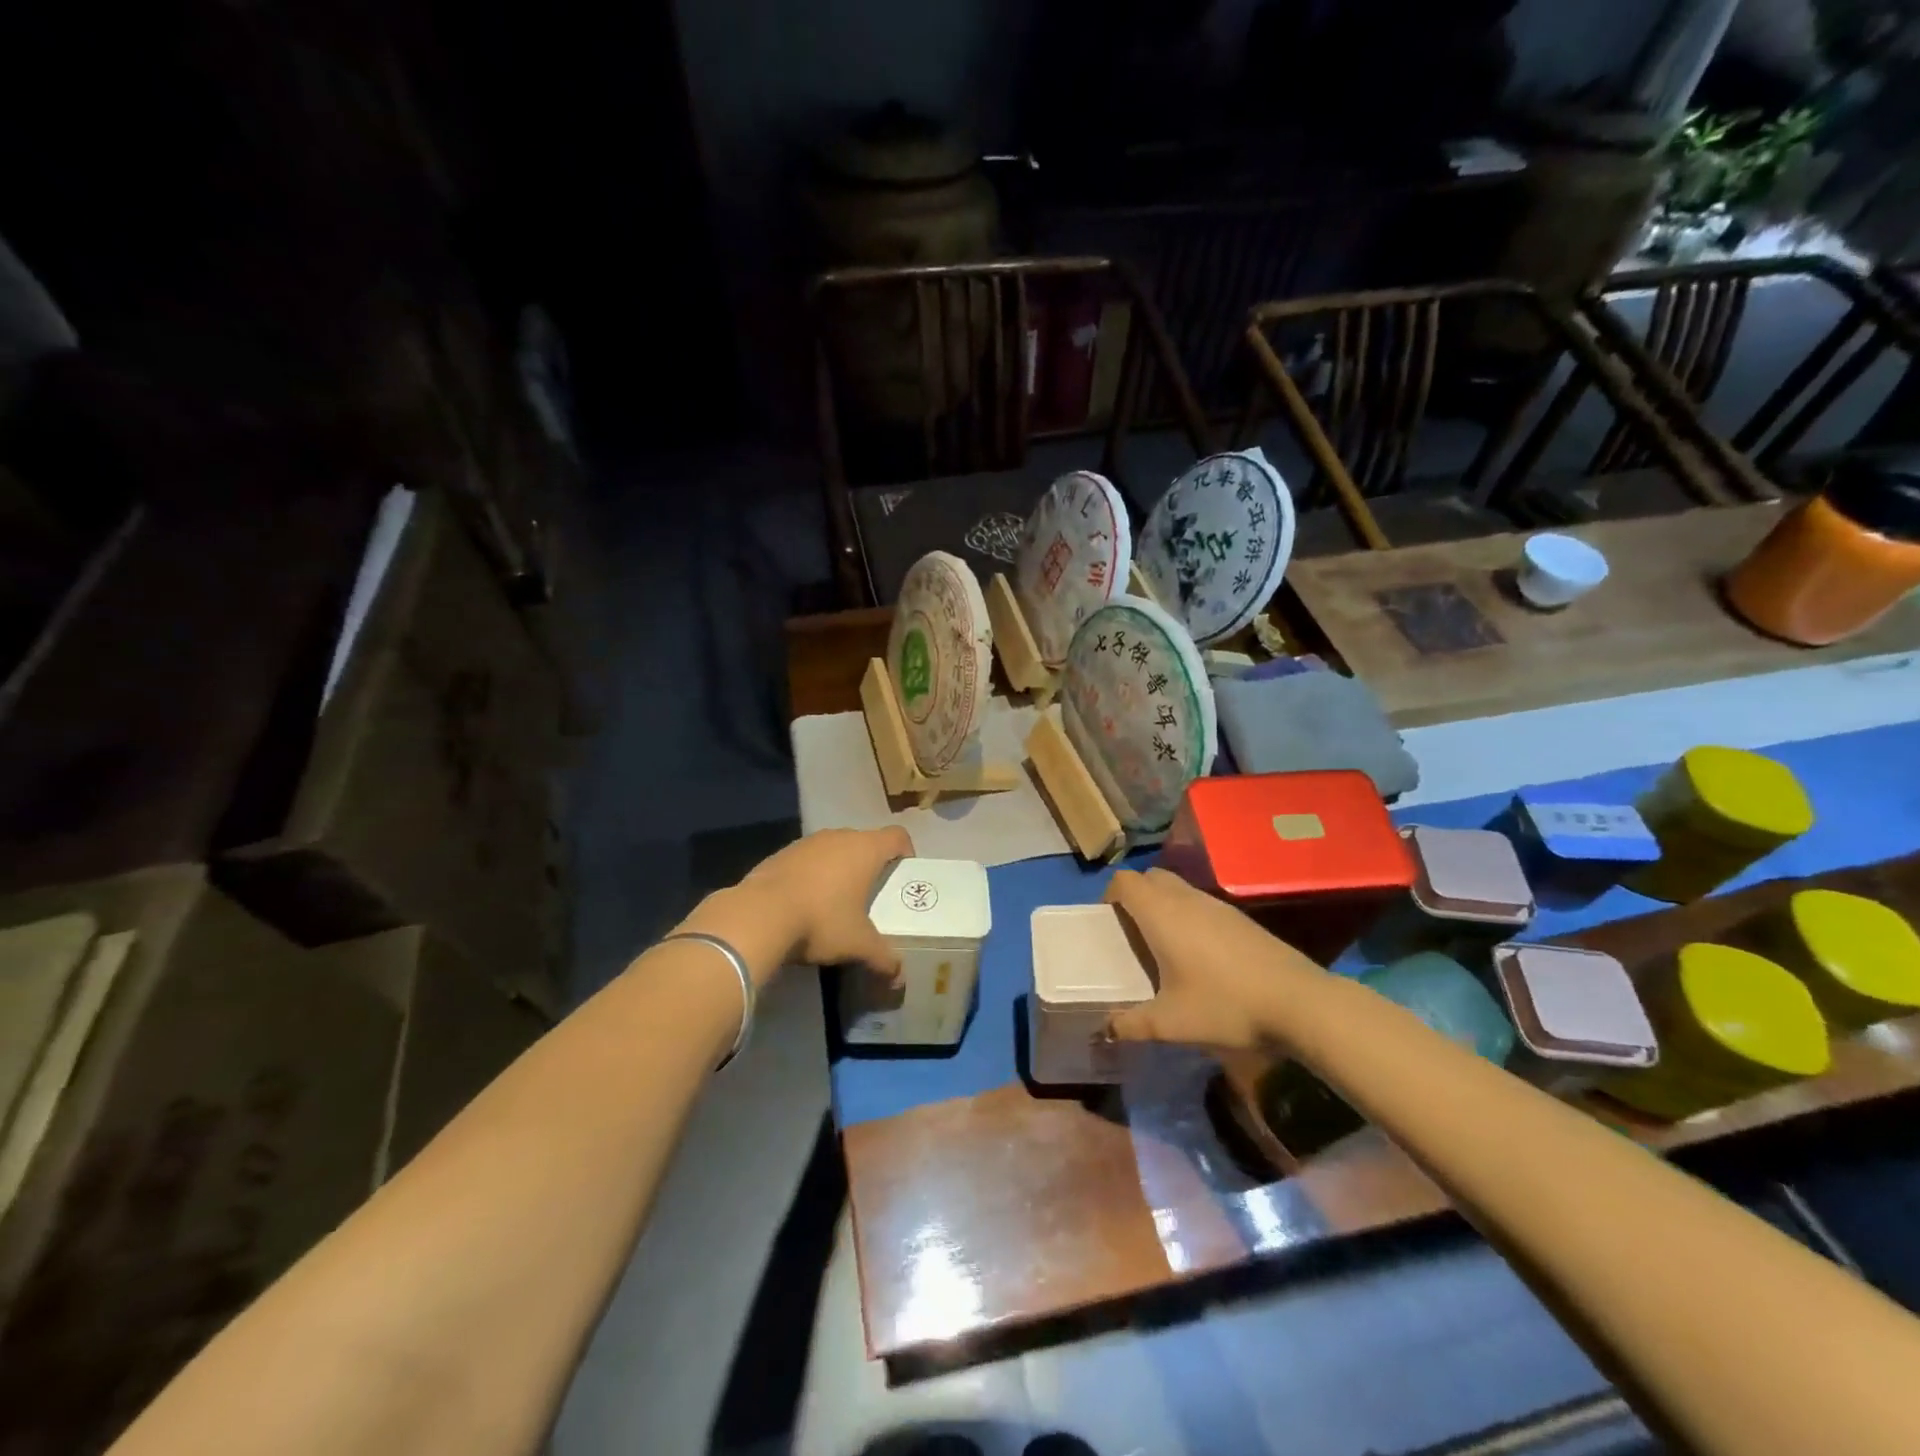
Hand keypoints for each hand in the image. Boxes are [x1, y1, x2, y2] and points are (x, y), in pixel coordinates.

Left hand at [739, 826, 914, 978]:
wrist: (758, 916)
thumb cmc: (821, 921)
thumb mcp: (858, 945)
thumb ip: (883, 958)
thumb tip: (900, 979)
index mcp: (865, 849)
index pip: (898, 836)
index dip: (906, 852)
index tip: (904, 875)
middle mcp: (839, 837)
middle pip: (865, 841)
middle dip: (871, 864)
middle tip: (873, 894)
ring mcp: (806, 842)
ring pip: (833, 849)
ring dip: (839, 868)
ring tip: (837, 900)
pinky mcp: (780, 854)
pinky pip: (806, 860)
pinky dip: (811, 875)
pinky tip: (804, 903)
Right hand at [1103, 868, 1328, 1050]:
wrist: (1298, 1002)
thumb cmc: (1225, 1005)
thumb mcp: (1171, 1023)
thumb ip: (1132, 1024)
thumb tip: (1105, 1030)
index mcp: (1162, 914)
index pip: (1125, 881)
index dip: (1110, 895)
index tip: (1107, 922)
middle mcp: (1186, 899)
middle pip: (1151, 877)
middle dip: (1136, 896)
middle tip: (1132, 932)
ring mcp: (1217, 905)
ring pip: (1179, 888)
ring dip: (1164, 905)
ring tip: (1163, 945)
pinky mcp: (1241, 918)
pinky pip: (1202, 903)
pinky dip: (1189, 916)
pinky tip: (1200, 956)